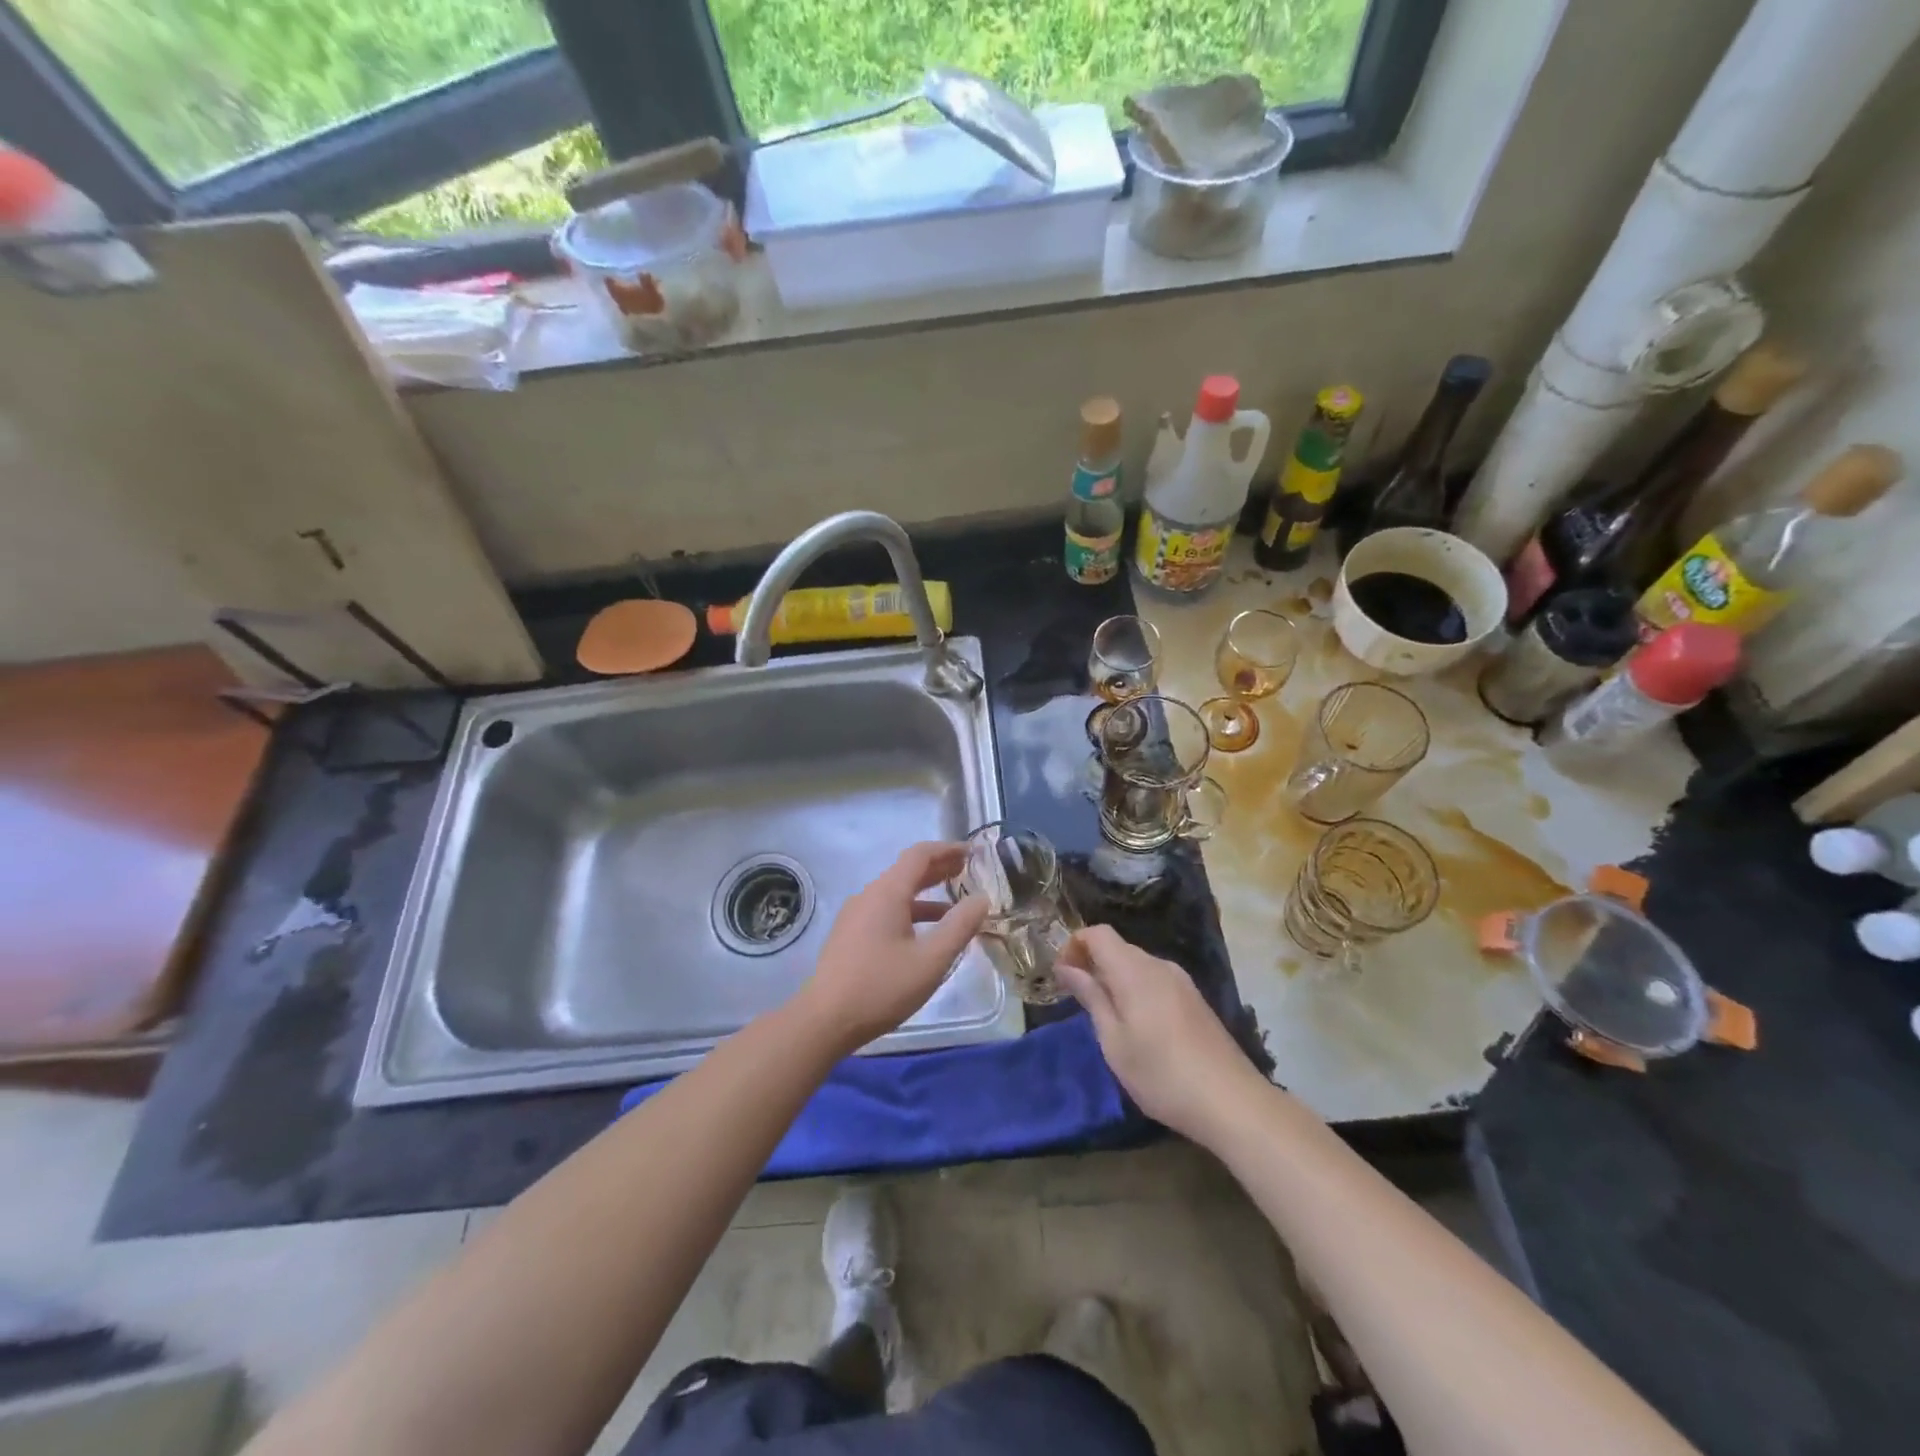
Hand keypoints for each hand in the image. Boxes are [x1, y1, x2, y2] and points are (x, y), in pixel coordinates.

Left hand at [796, 842, 990, 1053]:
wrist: (824, 1020)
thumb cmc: (881, 987)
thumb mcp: (931, 960)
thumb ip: (959, 927)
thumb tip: (981, 899)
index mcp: (887, 893)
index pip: (920, 855)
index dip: (948, 849)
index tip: (973, 852)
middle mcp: (869, 896)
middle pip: (907, 871)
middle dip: (939, 869)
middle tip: (968, 872)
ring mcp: (856, 915)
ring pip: (896, 893)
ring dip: (926, 893)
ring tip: (955, 904)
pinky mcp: (850, 935)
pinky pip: (886, 911)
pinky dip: (911, 912)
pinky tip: (926, 934)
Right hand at [1056, 924, 1264, 1142]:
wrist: (1231, 1102)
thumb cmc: (1161, 1074)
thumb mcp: (1114, 1041)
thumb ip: (1091, 997)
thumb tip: (1066, 967)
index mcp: (1135, 970)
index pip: (1098, 933)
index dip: (1074, 945)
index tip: (1062, 976)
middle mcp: (1160, 966)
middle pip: (1118, 948)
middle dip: (1093, 964)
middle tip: (1078, 1001)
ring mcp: (1182, 982)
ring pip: (1138, 965)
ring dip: (1115, 979)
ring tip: (1106, 1018)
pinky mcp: (1195, 1000)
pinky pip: (1156, 980)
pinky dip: (1137, 990)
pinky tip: (1139, 1027)